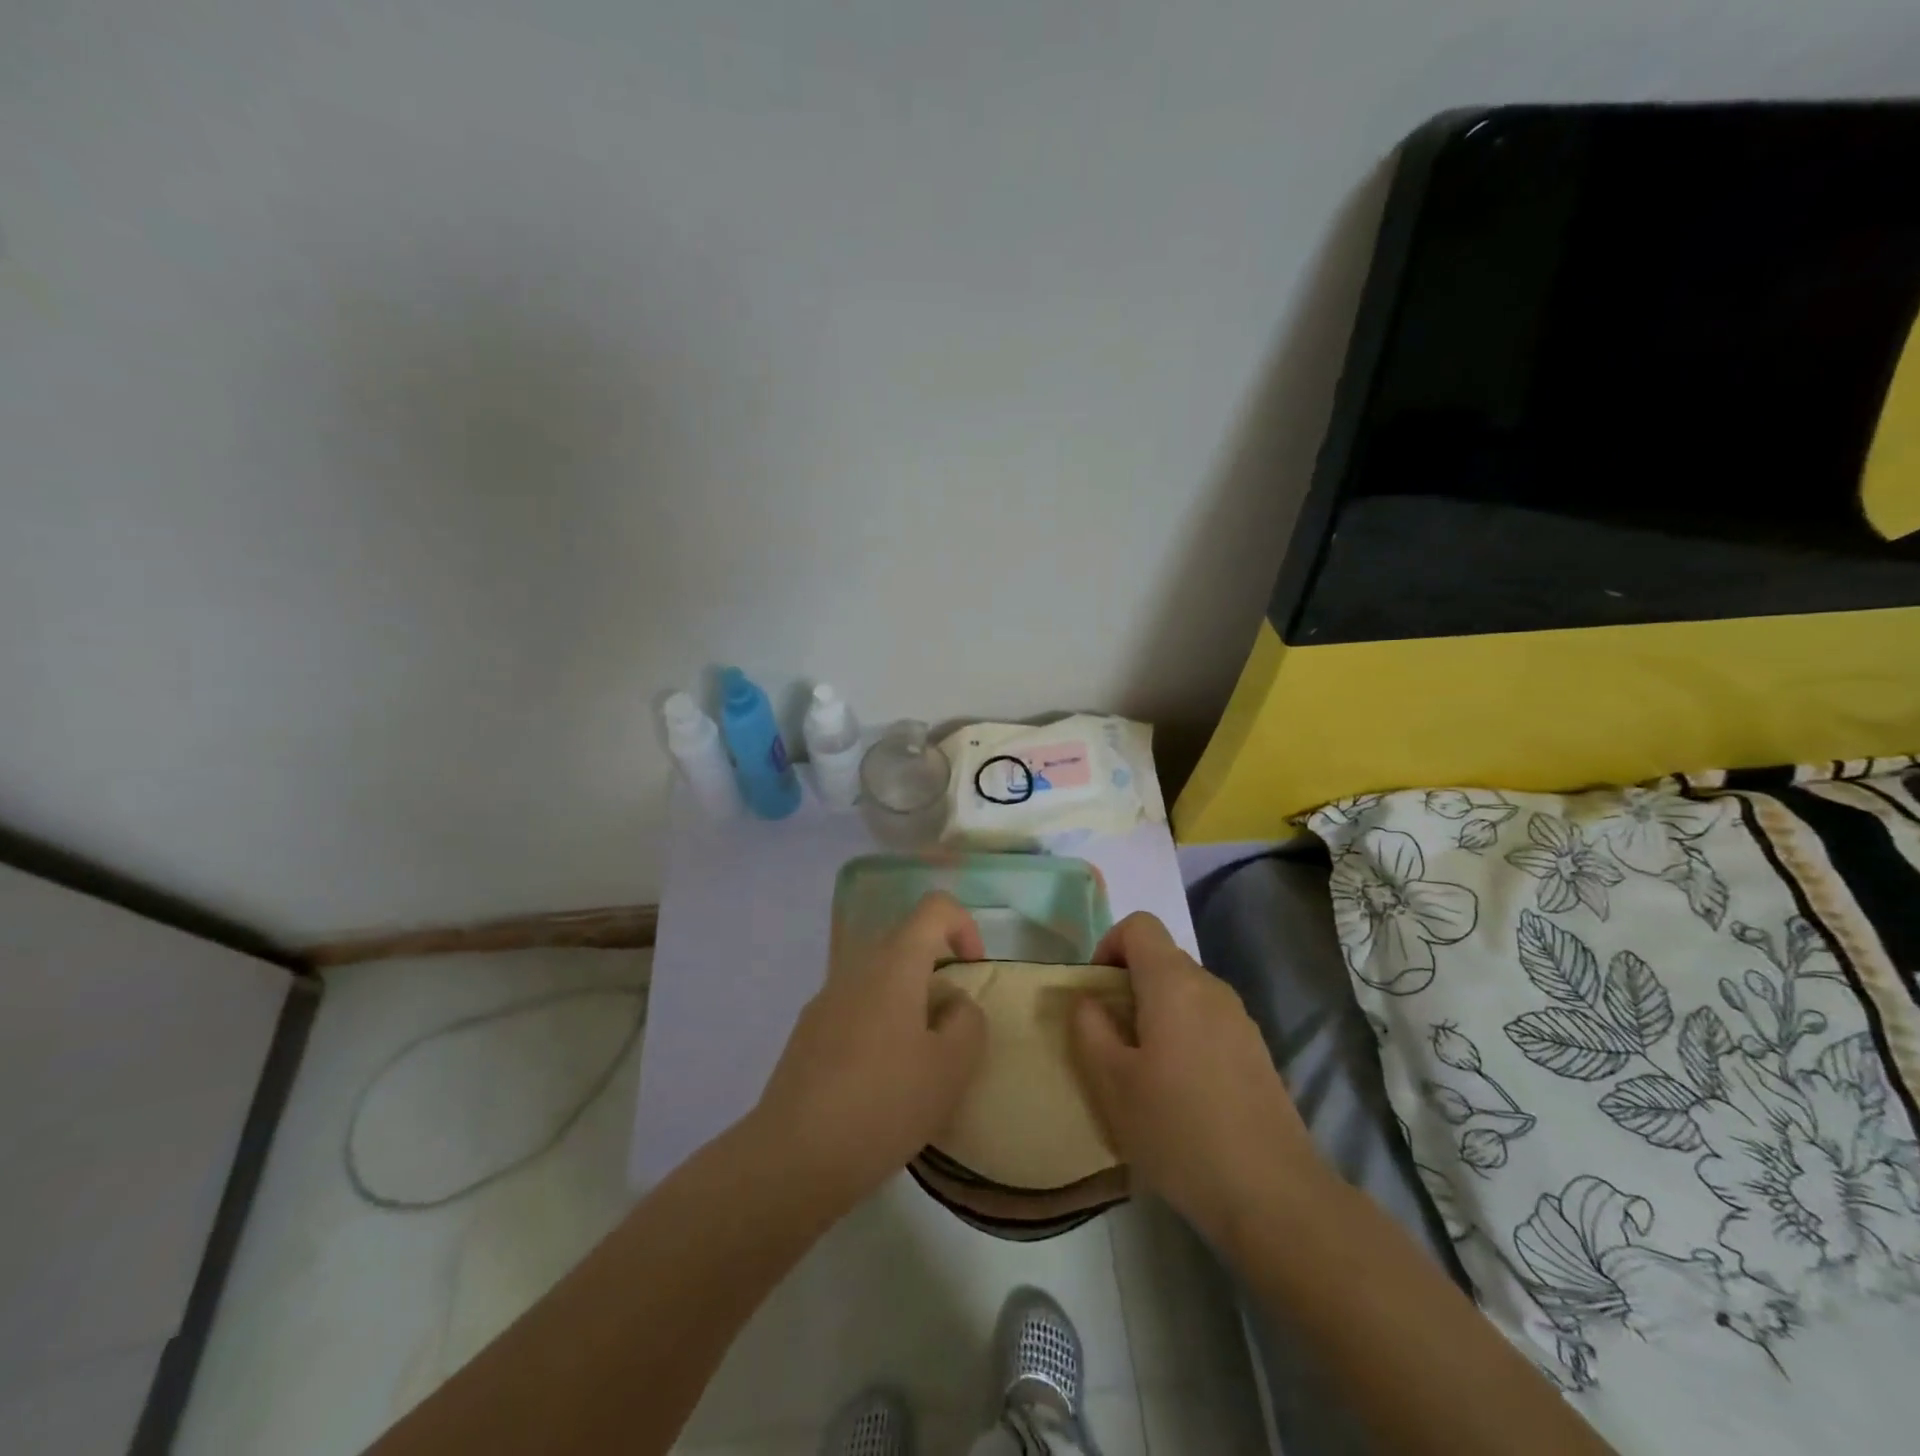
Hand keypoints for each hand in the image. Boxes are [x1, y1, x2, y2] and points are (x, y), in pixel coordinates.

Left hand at [753, 892, 987, 1205]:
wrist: (794, 1157)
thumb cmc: (884, 1103)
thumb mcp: (951, 1068)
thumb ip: (968, 1022)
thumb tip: (953, 1003)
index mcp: (894, 964)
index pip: (935, 907)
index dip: (965, 927)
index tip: (974, 971)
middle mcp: (857, 968)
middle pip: (906, 943)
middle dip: (937, 974)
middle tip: (952, 1029)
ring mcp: (826, 999)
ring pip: (880, 980)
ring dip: (908, 1005)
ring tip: (918, 1064)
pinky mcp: (807, 1033)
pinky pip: (856, 1010)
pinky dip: (879, 1028)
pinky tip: (879, 1085)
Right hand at [1071, 912, 1330, 1250]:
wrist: (1273, 1194)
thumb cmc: (1179, 1130)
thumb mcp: (1113, 1083)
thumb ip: (1089, 1029)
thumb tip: (1088, 1000)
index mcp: (1174, 983)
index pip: (1139, 925)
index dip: (1108, 946)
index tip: (1096, 993)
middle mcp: (1210, 988)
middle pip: (1161, 958)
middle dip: (1127, 985)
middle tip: (1110, 1038)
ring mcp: (1240, 1019)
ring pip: (1184, 992)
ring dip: (1155, 1013)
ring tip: (1142, 1070)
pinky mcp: (1256, 1051)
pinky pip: (1207, 1021)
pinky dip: (1183, 1035)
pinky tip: (1180, 1091)